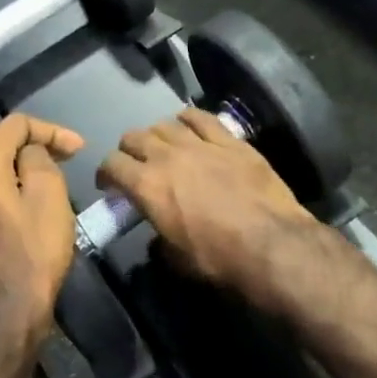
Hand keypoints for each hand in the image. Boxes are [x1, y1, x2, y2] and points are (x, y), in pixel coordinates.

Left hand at [0, 113, 84, 357]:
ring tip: (49, 179)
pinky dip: (5, 188)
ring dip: (18, 168)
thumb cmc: (33, 254)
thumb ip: (39, 160)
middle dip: (33, 146)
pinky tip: (26, 203)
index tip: (79, 149)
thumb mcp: (49, 197)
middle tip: (65, 159)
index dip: (51, 130)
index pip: (15, 125)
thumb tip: (29, 153)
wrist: (3, 316)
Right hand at [96, 109, 311, 294]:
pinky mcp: (229, 140)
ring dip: (157, 134)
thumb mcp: (177, 259)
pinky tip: (189, 124)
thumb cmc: (218, 258)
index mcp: (147, 186)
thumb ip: (159, 240)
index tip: (110, 184)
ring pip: (165, 124)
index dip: (106, 173)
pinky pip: (201, 118)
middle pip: (134, 137)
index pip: (112, 165)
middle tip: (135, 164)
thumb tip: (158, 237)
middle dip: (128, 150)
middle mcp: (167, 157)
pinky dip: (189, 119)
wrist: (270, 243)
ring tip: (163, 146)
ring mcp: (199, 143)